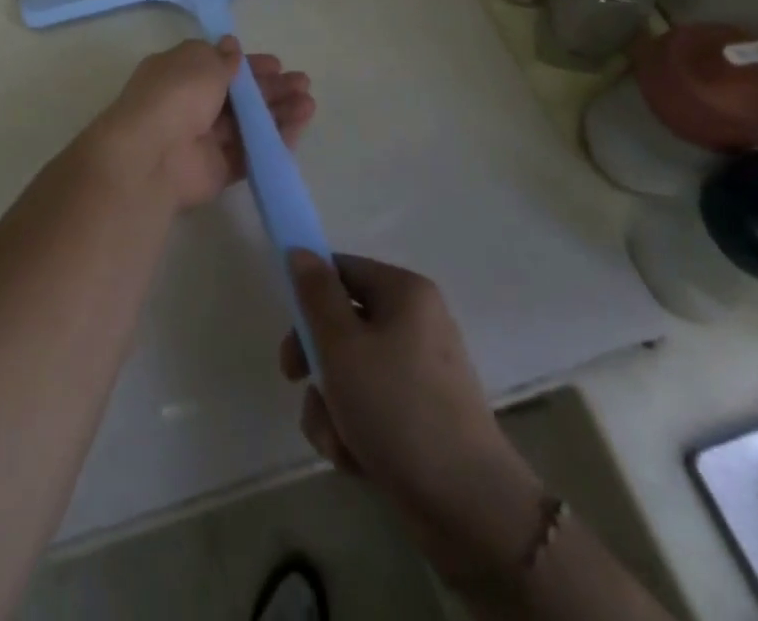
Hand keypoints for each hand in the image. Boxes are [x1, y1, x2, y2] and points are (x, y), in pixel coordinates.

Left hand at [80, 38, 314, 209]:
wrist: (153, 155)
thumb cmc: (175, 95)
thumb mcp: (200, 61)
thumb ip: (222, 58)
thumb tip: (232, 47)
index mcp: (180, 73)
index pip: (220, 66)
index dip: (249, 65)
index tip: (277, 64)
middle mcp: (191, 105)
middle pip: (239, 96)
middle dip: (271, 88)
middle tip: (302, 84)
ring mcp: (205, 139)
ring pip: (248, 124)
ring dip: (279, 112)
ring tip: (308, 104)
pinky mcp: (218, 169)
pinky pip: (251, 153)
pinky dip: (274, 141)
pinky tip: (299, 128)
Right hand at [280, 252, 545, 587]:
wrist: (467, 506)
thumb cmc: (397, 408)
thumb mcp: (343, 345)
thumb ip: (316, 295)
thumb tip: (300, 250)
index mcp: (404, 292)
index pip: (342, 270)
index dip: (309, 295)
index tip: (290, 328)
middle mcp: (415, 323)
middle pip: (342, 323)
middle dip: (315, 360)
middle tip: (294, 379)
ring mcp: (419, 372)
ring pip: (350, 371)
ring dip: (330, 404)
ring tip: (337, 438)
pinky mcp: (420, 416)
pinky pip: (370, 406)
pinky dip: (354, 429)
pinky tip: (355, 458)